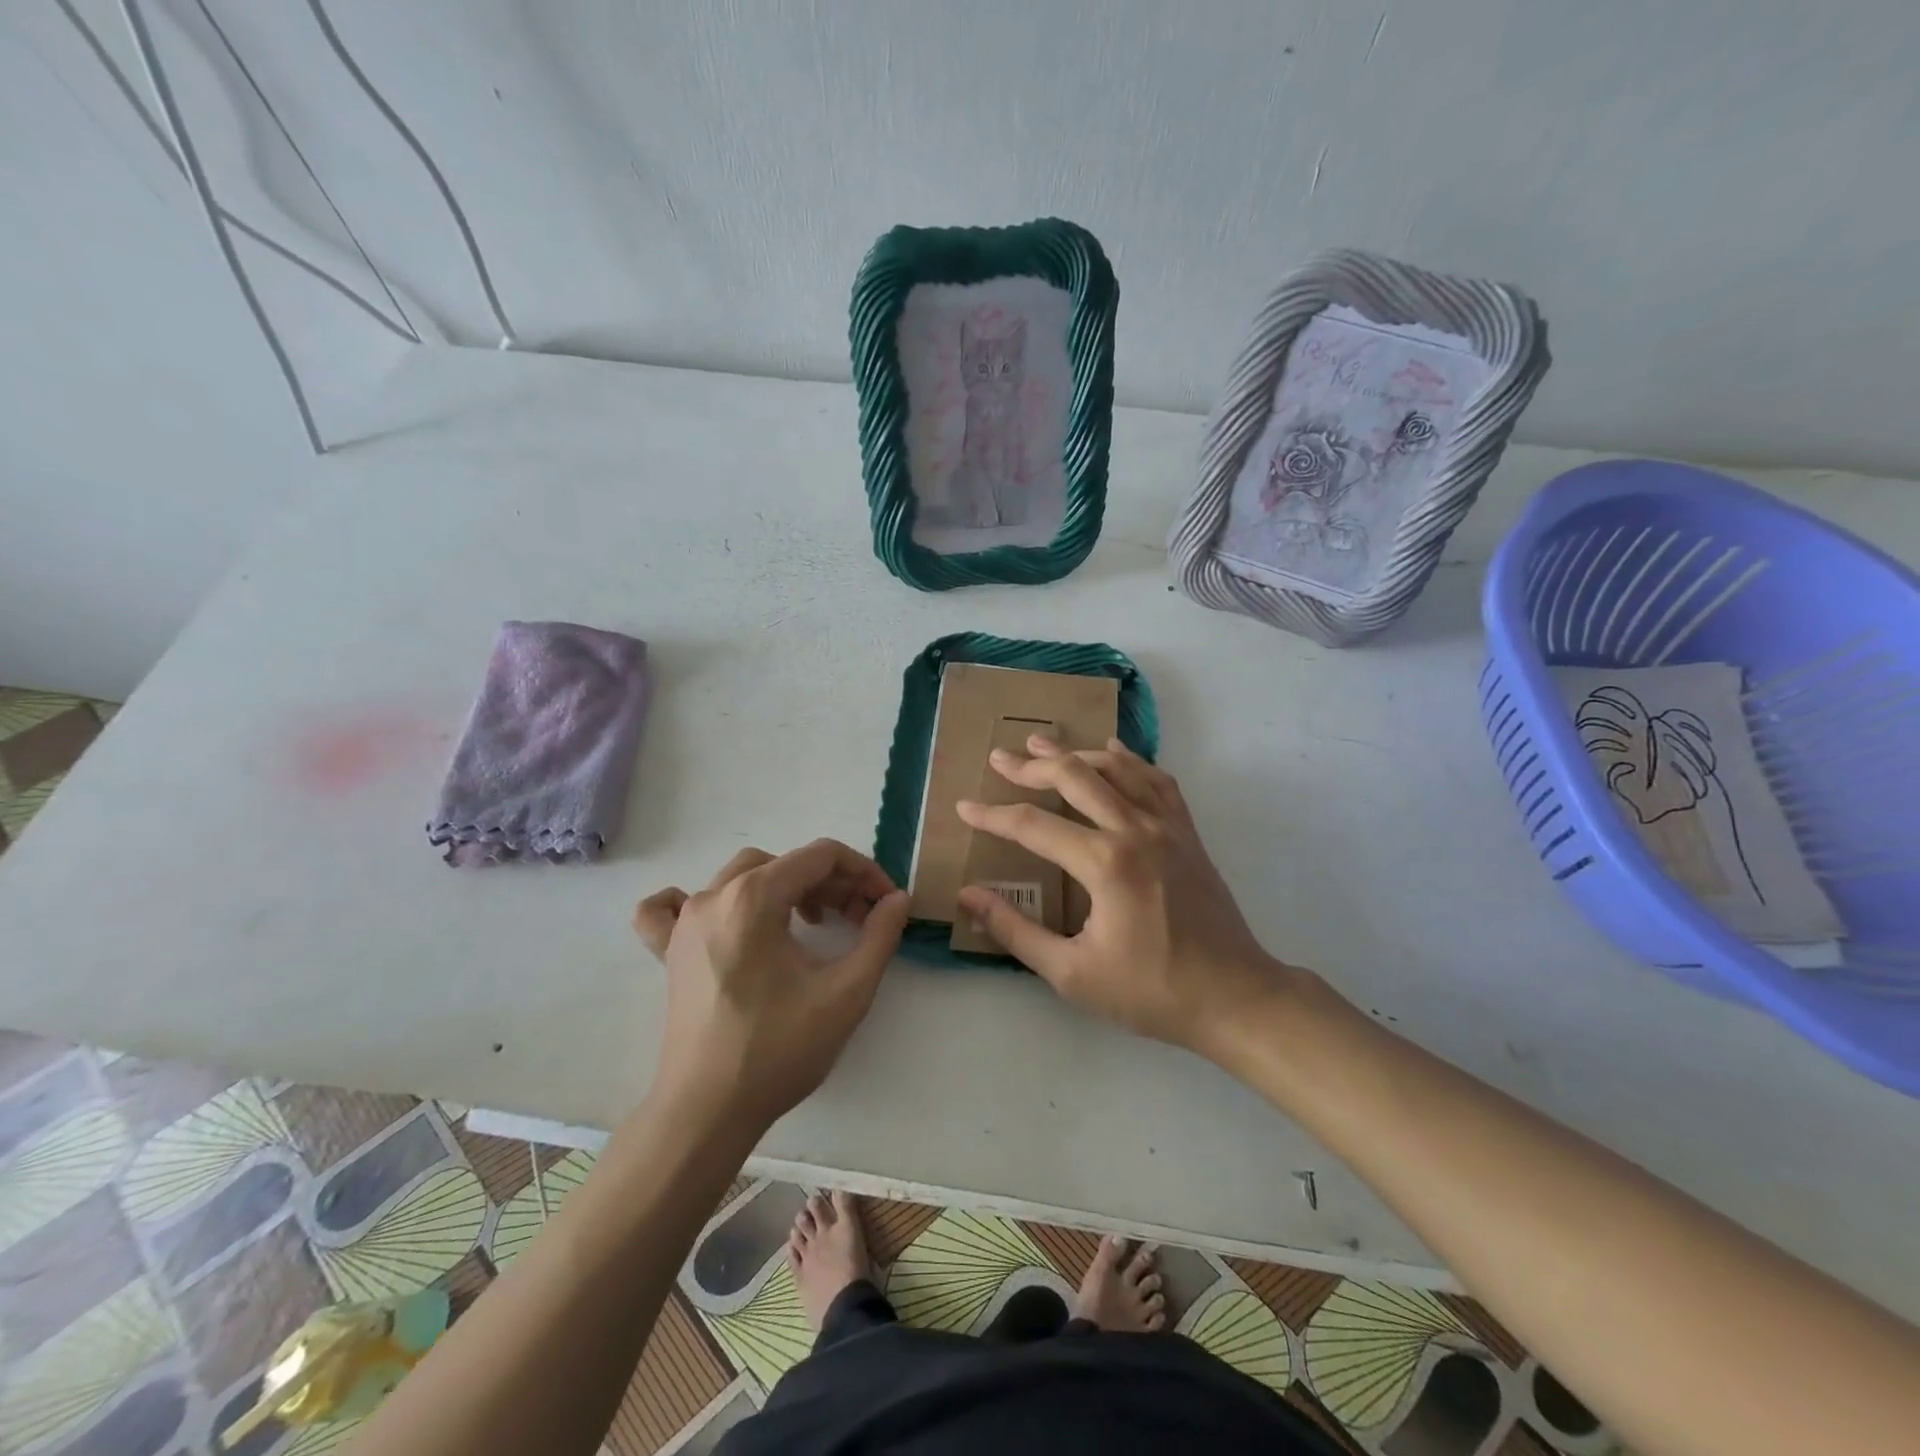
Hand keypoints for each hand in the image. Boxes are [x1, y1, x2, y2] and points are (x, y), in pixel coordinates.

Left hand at [633, 840, 908, 1129]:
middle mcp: (715, 896)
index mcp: (755, 897)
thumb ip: (880, 936)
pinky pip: (672, 907)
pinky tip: (721, 919)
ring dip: (785, 887)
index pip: (821, 856)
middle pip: (785, 864)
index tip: (885, 903)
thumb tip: (897, 899)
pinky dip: (699, 900)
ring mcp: (685, 922)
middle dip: (831, 883)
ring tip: (813, 922)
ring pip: (742, 876)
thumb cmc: (778, 1050)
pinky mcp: (670, 951)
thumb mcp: (846, 992)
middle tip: (859, 920)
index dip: (863, 871)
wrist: (707, 1112)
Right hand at [955, 738, 1282, 1056]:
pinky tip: (1114, 751)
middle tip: (999, 758)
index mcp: (1104, 864)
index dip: (992, 815)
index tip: (963, 807)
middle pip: (1074, 777)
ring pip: (1116, 767)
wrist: (1235, 996)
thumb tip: (969, 896)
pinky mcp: (1187, 833)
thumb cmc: (1151, 991)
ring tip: (1044, 742)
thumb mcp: (1072, 974)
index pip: (1032, 826)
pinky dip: (1130, 760)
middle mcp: (1135, 830)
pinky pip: (1157, 780)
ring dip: (1076, 751)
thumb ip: (1016, 931)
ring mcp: (1167, 826)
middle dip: (1031, 766)